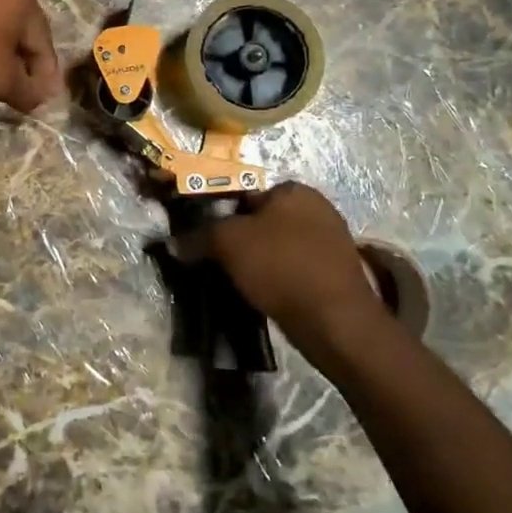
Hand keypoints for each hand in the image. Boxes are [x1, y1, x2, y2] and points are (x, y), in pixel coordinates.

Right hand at [203, 183, 388, 355]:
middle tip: (219, 262)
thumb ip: (199, 236)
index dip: (220, 214)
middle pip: (262, 220)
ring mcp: (331, 241)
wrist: (336, 322)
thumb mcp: (228, 243)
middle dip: (240, 239)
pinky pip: (295, 269)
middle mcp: (317, 207)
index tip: (206, 239)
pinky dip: (279, 279)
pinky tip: (265, 296)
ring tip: (239, 282)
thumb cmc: (281, 266)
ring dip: (259, 261)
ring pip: (278, 246)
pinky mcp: (337, 273)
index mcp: (294, 189)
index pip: (245, 193)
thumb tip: (174, 242)